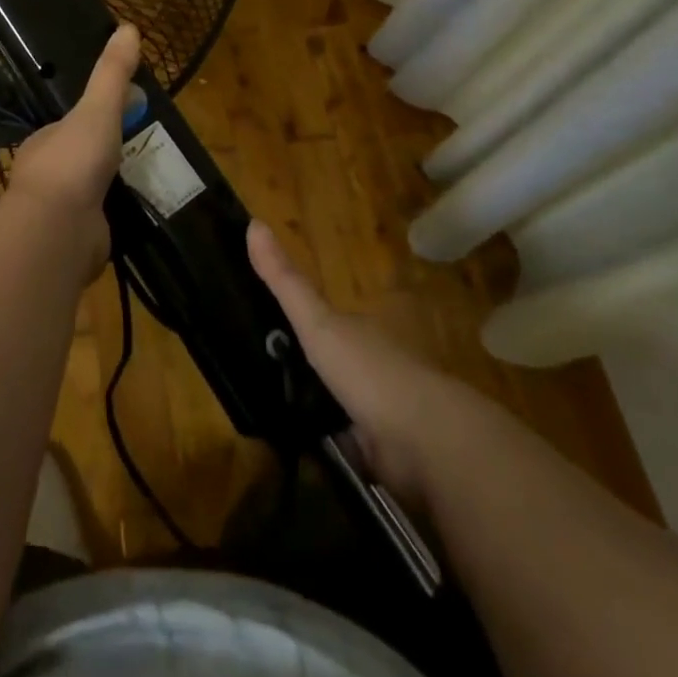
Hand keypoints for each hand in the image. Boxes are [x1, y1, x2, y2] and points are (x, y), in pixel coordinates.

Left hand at [2, 25, 140, 275]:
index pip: (71, 124)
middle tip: (142, 150)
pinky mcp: (74, 241)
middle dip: (105, 155)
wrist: (57, 230)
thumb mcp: (97, 109)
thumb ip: (112, 73)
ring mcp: (58, 211)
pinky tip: (136, 214)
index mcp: (45, 142)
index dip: (96, 117)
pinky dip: (115, 217)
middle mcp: (47, 175)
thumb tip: (128, 26)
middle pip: (80, 157)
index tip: (126, 116)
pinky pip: (98, 222)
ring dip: (111, 187)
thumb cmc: (73, 161)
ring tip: (146, 181)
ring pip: (89, 192)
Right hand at [248, 219, 458, 510]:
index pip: (321, 321)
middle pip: (327, 361)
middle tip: (252, 375)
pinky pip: (343, 446)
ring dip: (311, 409)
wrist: (425, 441)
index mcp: (357, 331)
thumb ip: (285, 280)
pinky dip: (325, 446)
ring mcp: (377, 411)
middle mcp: (369, 365)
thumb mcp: (317, 321)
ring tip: (265, 414)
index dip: (294, 322)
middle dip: (300, 368)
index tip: (259, 328)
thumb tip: (253, 222)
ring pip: (335, 404)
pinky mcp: (379, 454)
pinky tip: (294, 448)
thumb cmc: (368, 370)